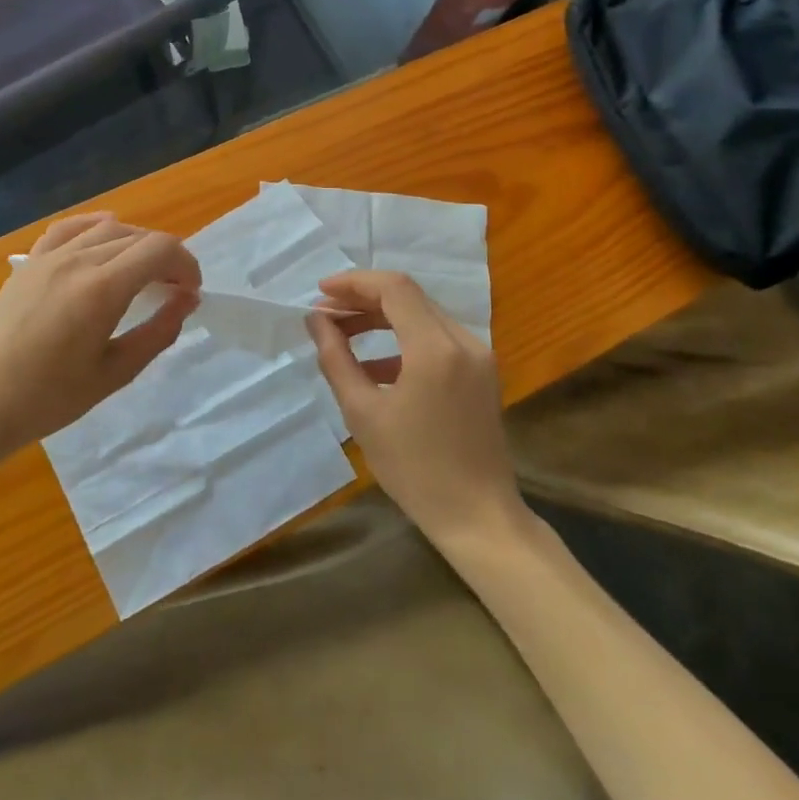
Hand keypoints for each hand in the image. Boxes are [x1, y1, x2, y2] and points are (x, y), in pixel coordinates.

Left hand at [0, 213, 200, 460]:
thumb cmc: (50, 399)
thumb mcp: (115, 373)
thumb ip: (158, 332)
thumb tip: (188, 300)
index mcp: (101, 289)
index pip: (160, 249)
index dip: (186, 264)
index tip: (191, 293)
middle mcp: (77, 260)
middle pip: (138, 237)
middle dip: (166, 259)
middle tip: (173, 292)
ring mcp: (48, 257)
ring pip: (107, 229)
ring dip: (135, 245)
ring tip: (142, 274)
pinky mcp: (29, 263)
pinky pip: (69, 229)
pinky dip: (94, 227)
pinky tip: (104, 236)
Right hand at [307, 271, 522, 546]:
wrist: (477, 516)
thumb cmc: (414, 468)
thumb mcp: (363, 413)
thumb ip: (336, 358)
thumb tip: (317, 321)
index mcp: (435, 349)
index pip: (394, 288)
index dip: (353, 283)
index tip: (320, 293)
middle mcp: (463, 341)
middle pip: (409, 297)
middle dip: (363, 299)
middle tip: (325, 315)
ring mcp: (478, 356)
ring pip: (423, 316)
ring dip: (382, 318)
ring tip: (342, 334)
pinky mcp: (481, 373)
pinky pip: (437, 340)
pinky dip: (403, 341)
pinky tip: (373, 365)